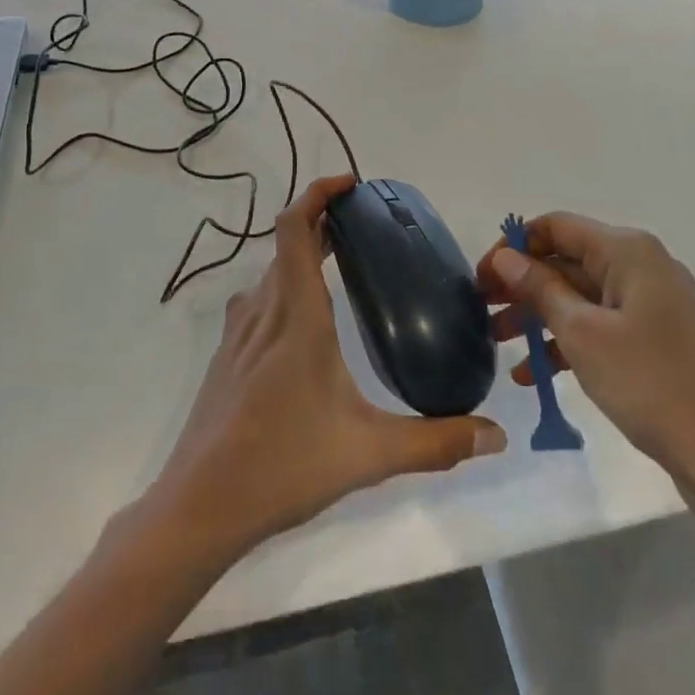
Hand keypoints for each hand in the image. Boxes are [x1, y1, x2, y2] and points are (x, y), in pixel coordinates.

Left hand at [138, 174, 505, 566]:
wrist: (198, 508)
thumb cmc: (283, 465)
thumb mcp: (369, 453)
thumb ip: (435, 442)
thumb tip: (496, 435)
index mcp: (296, 313)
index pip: (295, 227)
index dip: (317, 194)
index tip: (350, 186)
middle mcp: (263, 310)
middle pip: (287, 245)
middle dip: (322, 225)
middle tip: (363, 229)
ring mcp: (238, 333)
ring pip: (271, 274)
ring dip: (302, 258)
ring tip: (340, 268)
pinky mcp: (226, 357)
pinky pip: (258, 302)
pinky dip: (284, 288)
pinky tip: (306, 327)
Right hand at [477, 213, 694, 512]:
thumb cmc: (654, 384)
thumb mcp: (584, 334)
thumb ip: (541, 289)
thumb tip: (506, 257)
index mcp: (627, 251)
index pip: (556, 227)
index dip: (513, 247)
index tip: (481, 279)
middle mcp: (641, 267)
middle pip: (567, 261)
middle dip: (523, 285)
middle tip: (481, 313)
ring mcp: (652, 308)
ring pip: (581, 298)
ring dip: (539, 317)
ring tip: (498, 346)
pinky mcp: (657, 344)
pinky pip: (601, 329)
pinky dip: (567, 343)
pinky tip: (534, 374)